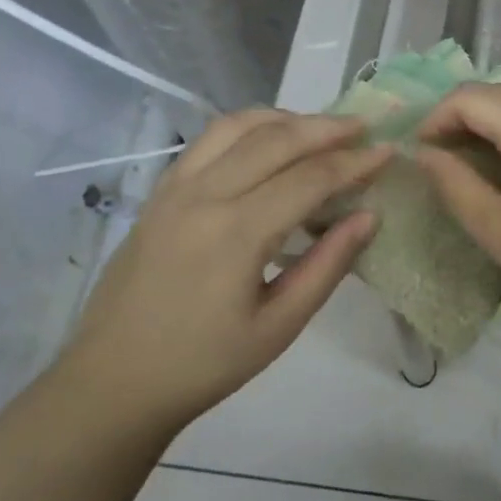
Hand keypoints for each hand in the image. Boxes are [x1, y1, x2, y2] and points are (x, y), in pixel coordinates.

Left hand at [58, 110, 391, 429]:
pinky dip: (248, 127)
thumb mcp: (278, 327)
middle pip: (276, 139)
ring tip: (321, 127)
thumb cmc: (203, 363)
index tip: (389, 151)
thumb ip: (327, 265)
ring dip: (286, 119)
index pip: (309, 178)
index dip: (354, 162)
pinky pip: (209, 140)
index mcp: (235, 233)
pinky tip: (269, 139)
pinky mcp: (160, 192)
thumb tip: (369, 216)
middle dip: (326, 128)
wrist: (112, 382)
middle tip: (364, 128)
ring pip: (238, 126)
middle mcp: (204, 195)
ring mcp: (175, 188)